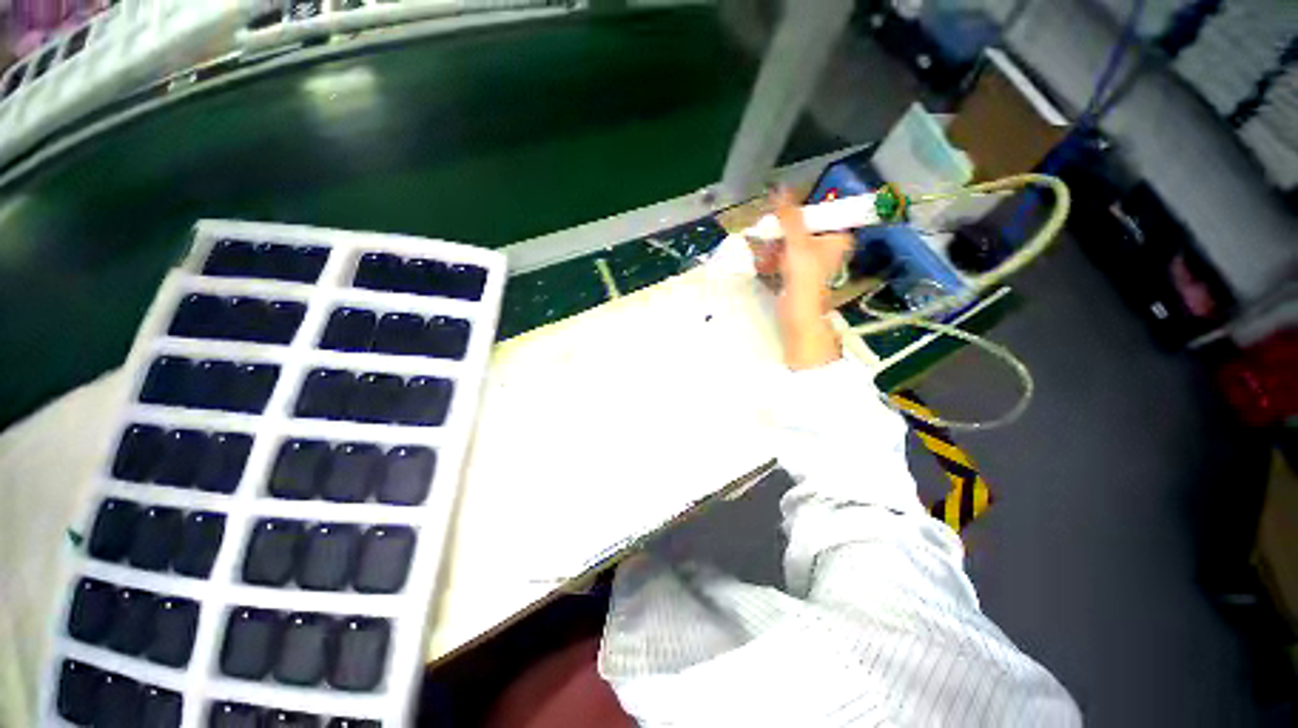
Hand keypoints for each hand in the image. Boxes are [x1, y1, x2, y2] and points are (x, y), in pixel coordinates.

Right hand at [752, 190, 852, 369]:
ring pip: (788, 243)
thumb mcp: (797, 241)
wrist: (798, 314)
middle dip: (781, 234)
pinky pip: (783, 257)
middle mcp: (826, 247)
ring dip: (773, 247)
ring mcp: (811, 261)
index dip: (799, 212)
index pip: (819, 213)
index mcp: (836, 236)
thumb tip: (779, 188)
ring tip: (764, 255)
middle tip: (768, 237)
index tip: (781, 214)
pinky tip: (764, 265)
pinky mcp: (797, 273)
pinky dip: (772, 259)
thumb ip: (789, 216)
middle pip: (800, 228)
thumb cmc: (805, 277)